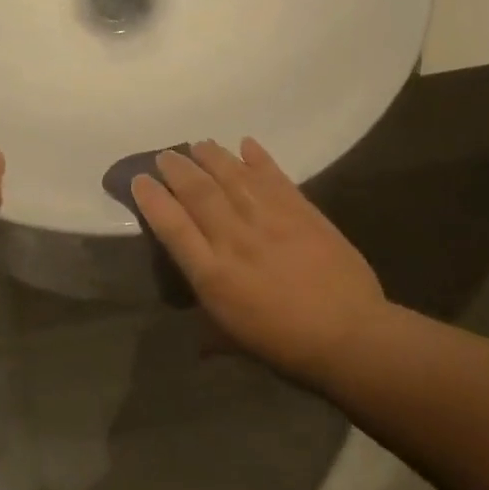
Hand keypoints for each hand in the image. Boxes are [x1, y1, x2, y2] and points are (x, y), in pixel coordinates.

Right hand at [132, 140, 388, 387]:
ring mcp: (269, 220)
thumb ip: (209, 330)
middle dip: (177, 169)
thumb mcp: (233, 341)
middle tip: (166, 155)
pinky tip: (246, 143)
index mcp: (212, 275)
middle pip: (198, 193)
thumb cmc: (285, 346)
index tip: (140, 180)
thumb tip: (194, 337)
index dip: (152, 199)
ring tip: (199, 144)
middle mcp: (234, 239)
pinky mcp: (302, 211)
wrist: (348, 335)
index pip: (172, 226)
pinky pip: (274, 176)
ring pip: (233, 177)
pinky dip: (259, 157)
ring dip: (212, 156)